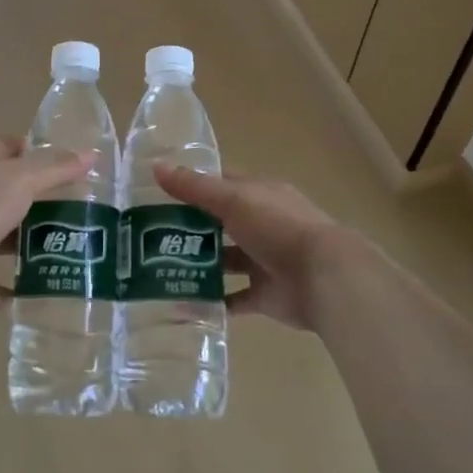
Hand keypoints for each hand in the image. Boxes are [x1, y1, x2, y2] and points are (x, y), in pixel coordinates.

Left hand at [0, 136, 89, 313]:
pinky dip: (18, 288)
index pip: (2, 148)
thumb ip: (55, 168)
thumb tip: (91, 154)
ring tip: (72, 246)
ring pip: (4, 238)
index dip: (29, 148)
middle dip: (38, 200)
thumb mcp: (20, 179)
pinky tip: (48, 287)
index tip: (61, 160)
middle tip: (78, 207)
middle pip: (7, 195)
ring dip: (31, 243)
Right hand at [154, 166, 350, 328]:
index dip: (191, 186)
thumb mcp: (233, 200)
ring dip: (198, 265)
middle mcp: (262, 224)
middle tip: (148, 235)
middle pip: (219, 223)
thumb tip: (156, 167)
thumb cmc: (278, 227)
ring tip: (158, 270)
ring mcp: (264, 261)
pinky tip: (181, 304)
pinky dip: (211, 301)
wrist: (324, 278)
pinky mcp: (265, 295)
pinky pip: (232, 298)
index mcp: (258, 195)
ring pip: (224, 260)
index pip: (220, 185)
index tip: (156, 193)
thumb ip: (195, 187)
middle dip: (188, 228)